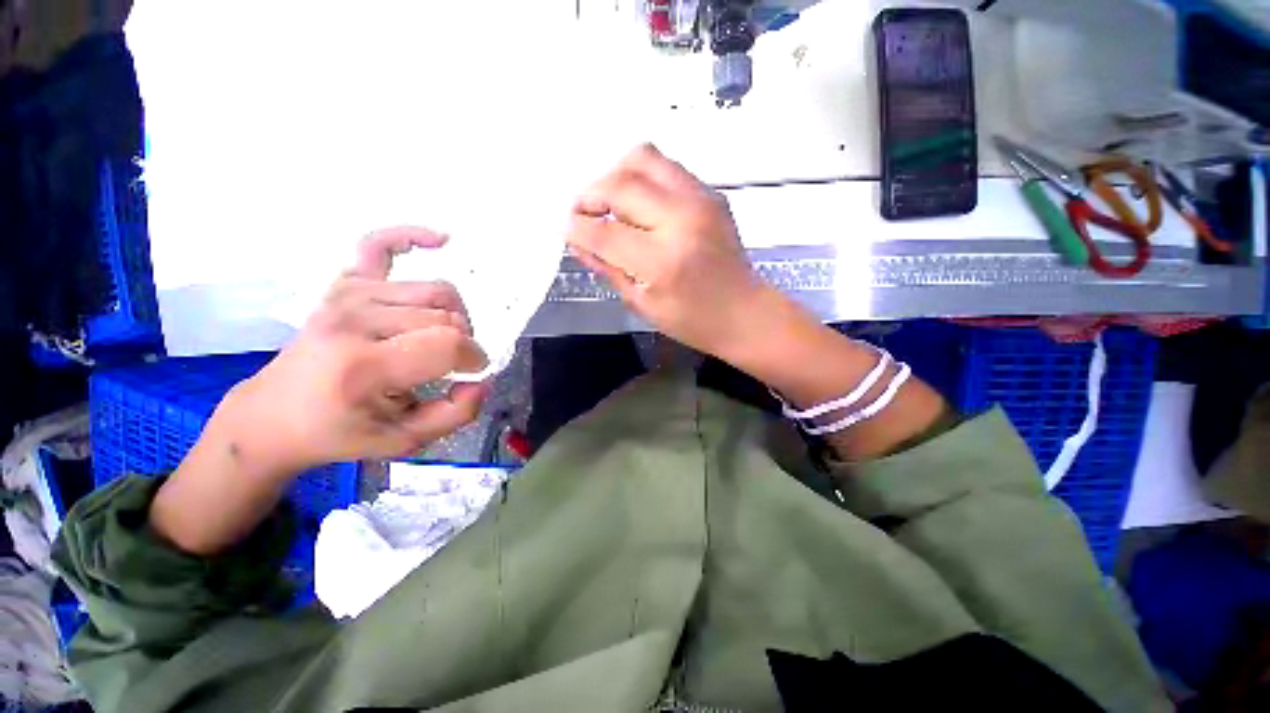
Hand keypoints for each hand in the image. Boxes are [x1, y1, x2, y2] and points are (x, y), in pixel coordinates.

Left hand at [217, 227, 489, 476]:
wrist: (274, 415)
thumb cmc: (341, 432)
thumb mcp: (405, 441)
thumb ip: (457, 413)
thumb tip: (483, 378)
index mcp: (365, 365)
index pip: (448, 343)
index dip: (474, 358)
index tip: (470, 375)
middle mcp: (355, 320)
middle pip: (447, 317)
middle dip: (463, 343)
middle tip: (448, 365)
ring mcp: (347, 295)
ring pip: (436, 292)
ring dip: (453, 316)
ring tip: (439, 337)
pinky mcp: (342, 284)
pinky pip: (379, 244)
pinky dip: (412, 237)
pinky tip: (442, 239)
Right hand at [566, 144, 773, 358]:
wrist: (745, 313)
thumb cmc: (693, 321)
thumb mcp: (643, 304)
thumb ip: (608, 268)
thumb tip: (579, 241)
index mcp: (662, 261)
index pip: (604, 232)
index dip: (577, 229)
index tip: (568, 230)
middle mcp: (681, 220)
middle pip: (620, 185)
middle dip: (590, 196)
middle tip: (583, 213)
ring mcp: (700, 200)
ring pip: (643, 158)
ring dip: (615, 176)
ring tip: (610, 202)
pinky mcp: (711, 193)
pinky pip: (666, 168)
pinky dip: (642, 179)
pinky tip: (639, 205)